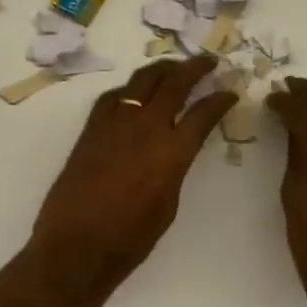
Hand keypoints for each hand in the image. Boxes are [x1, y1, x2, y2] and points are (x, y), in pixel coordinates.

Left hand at [28, 57, 237, 294]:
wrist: (77, 245)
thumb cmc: (130, 238)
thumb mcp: (168, 204)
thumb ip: (175, 169)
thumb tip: (173, 152)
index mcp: (173, 151)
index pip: (204, 113)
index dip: (220, 100)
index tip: (230, 92)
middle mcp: (146, 128)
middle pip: (174, 84)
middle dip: (194, 68)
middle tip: (208, 61)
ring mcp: (115, 124)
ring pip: (141, 81)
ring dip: (161, 70)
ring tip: (173, 67)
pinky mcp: (91, 129)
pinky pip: (112, 97)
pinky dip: (128, 90)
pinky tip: (133, 93)